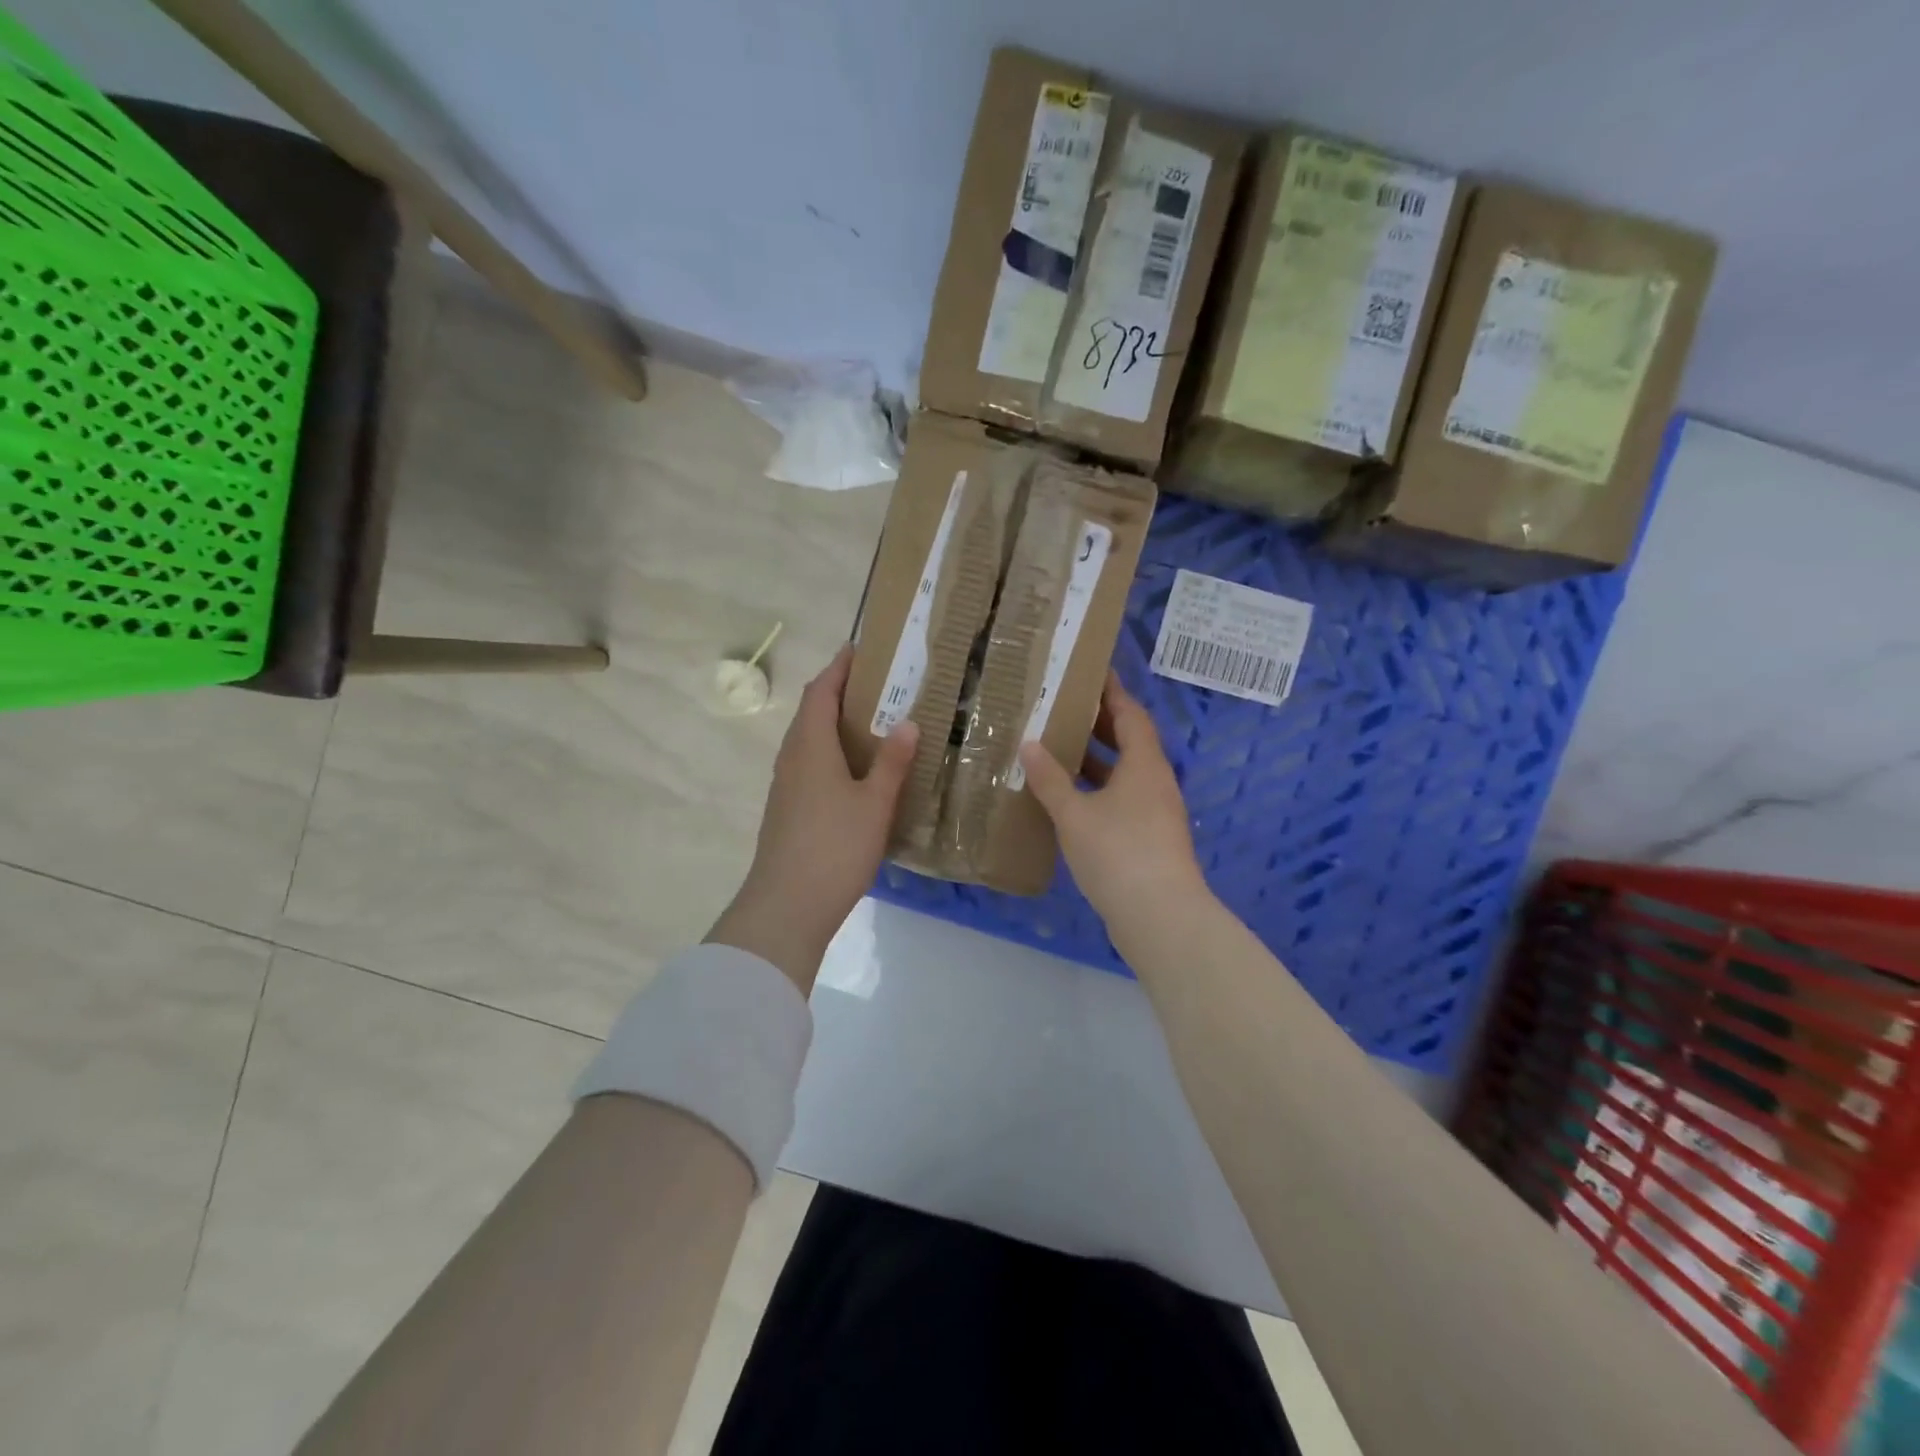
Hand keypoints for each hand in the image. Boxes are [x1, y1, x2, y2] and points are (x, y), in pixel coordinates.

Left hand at [708, 645, 917, 989]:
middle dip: (839, 693)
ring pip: (808, 741)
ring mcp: (785, 786)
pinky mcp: (786, 810)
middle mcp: (792, 759)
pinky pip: (808, 765)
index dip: (838, 668)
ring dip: (833, 724)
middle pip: (811, 713)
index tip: (859, 649)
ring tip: (871, 723)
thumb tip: (908, 723)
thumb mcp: (874, 803)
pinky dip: (830, 753)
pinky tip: (854, 771)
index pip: (821, 692)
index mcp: (810, 747)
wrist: (786, 906)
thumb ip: (892, 762)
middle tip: (877, 686)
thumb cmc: (834, 847)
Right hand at [1019, 673, 1206, 929]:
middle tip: (1065, 708)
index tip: (1092, 672)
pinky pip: (1122, 800)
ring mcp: (1155, 813)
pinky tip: (1070, 800)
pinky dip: (1098, 790)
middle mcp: (1155, 782)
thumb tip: (1029, 744)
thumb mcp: (1074, 814)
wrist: (1160, 917)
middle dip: (1100, 724)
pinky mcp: (1150, 839)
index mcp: (1144, 764)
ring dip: (1097, 760)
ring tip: (1059, 749)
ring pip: (1125, 774)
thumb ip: (1050, 779)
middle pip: (1131, 741)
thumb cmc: (1118, 853)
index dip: (1112, 692)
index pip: (1130, 714)